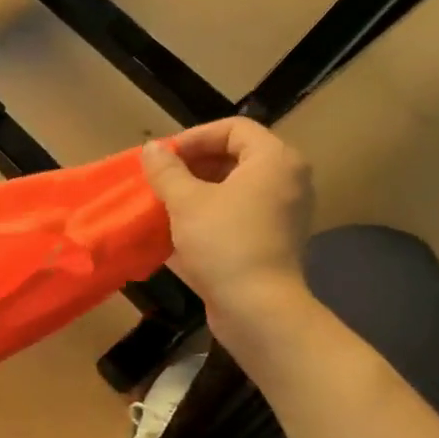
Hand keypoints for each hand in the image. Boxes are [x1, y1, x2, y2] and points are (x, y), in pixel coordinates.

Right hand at [142, 120, 315, 329]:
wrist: (257, 308)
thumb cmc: (224, 243)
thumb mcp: (186, 202)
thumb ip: (166, 170)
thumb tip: (152, 148)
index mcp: (274, 160)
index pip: (233, 129)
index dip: (194, 137)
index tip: (163, 157)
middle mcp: (286, 181)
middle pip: (235, 157)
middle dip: (192, 166)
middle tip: (160, 181)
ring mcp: (282, 214)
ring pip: (234, 190)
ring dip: (197, 193)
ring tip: (163, 205)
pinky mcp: (272, 242)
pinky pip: (237, 216)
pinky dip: (209, 217)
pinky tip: (177, 232)